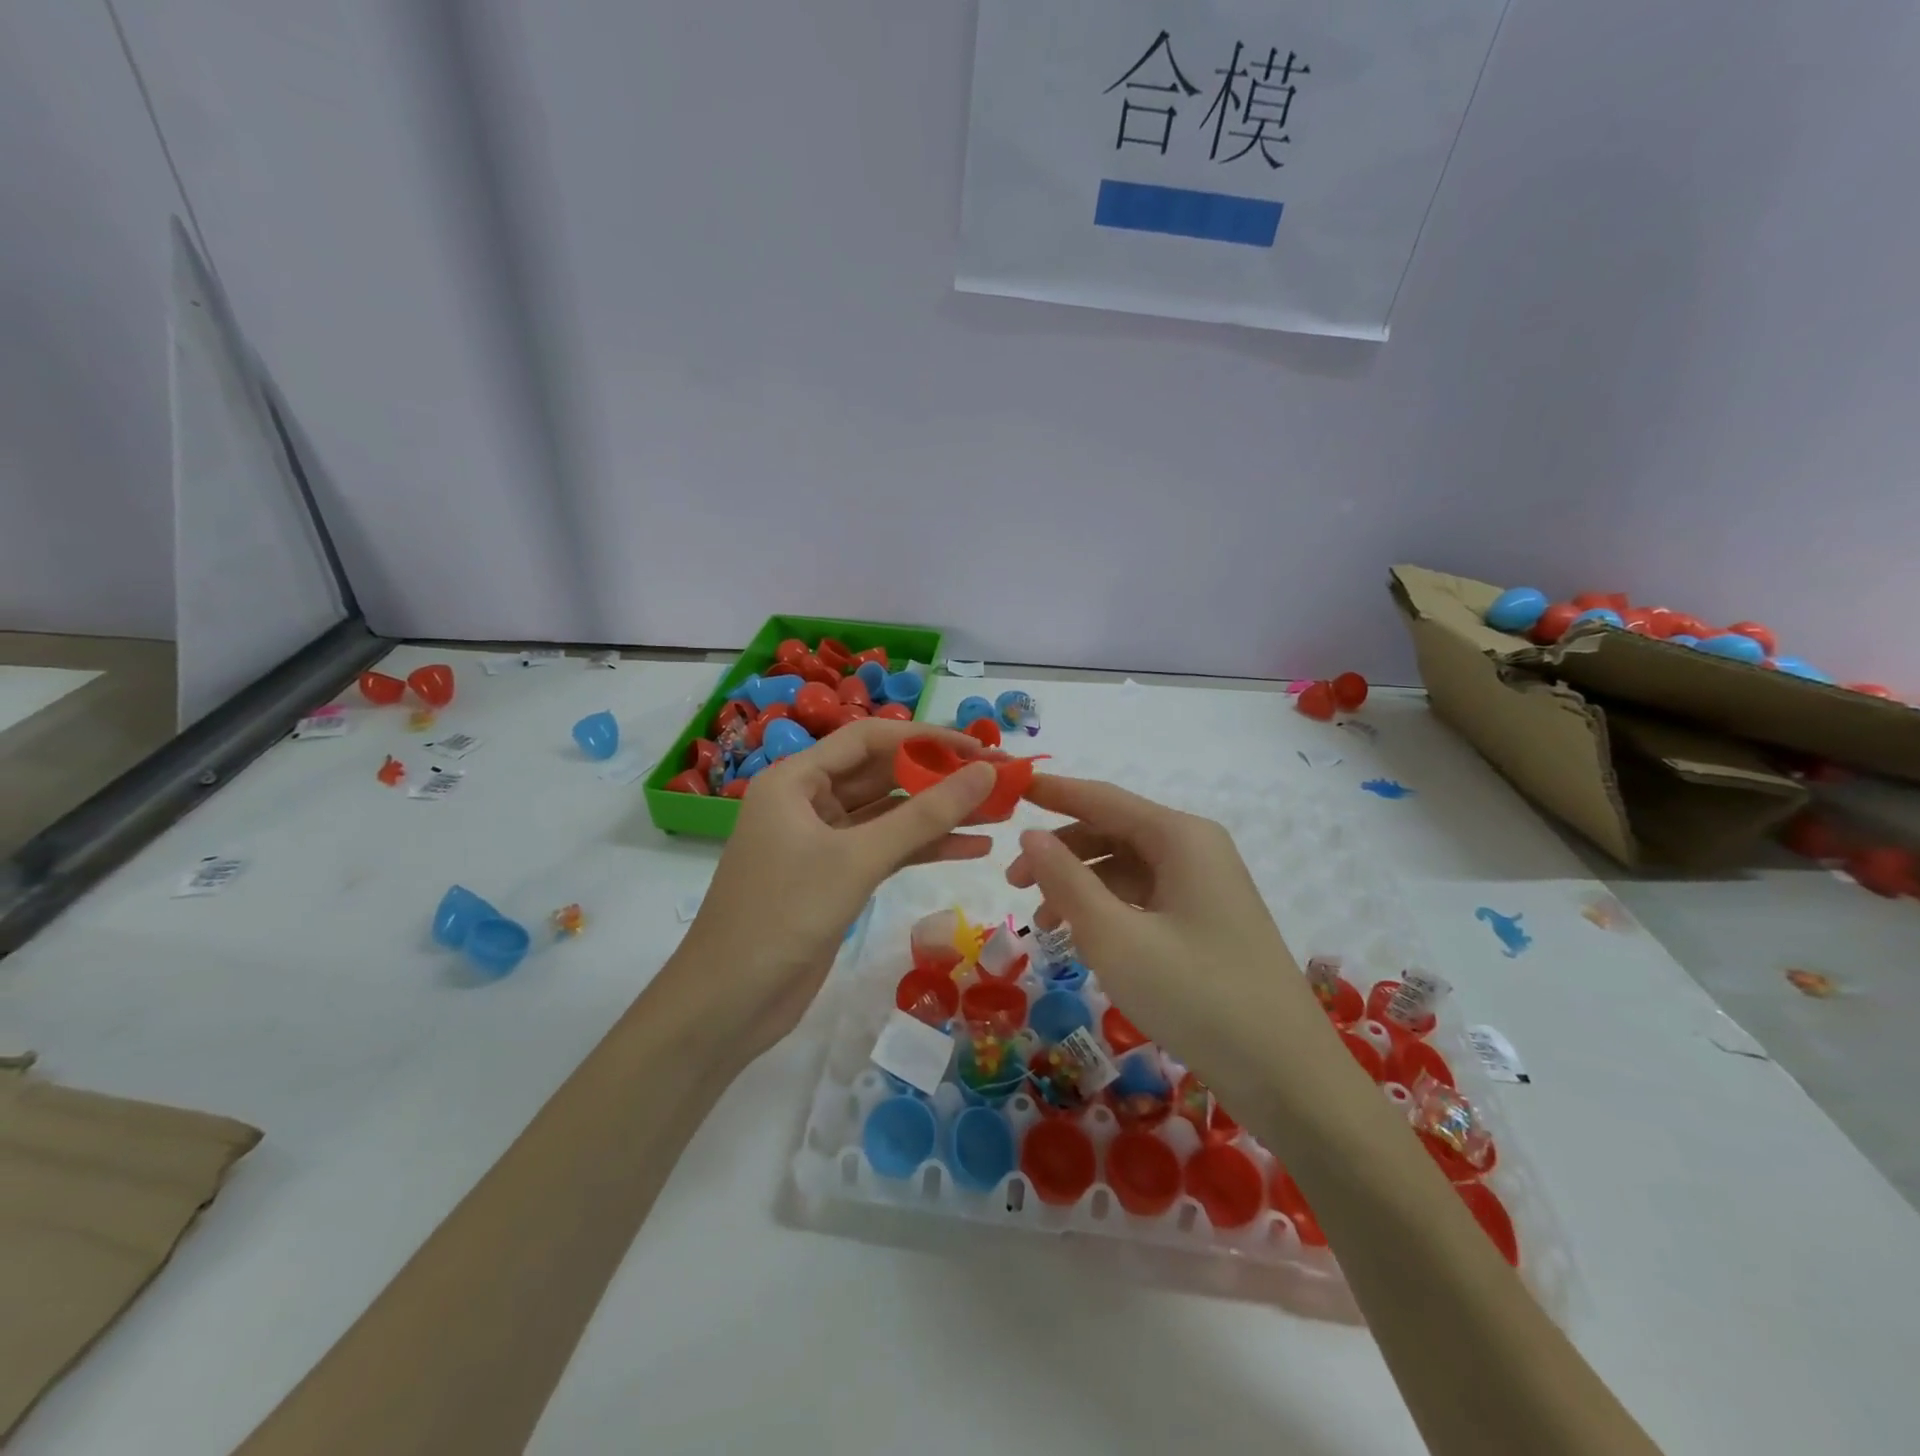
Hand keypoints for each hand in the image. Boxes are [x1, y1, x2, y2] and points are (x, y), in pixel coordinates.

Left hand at [670, 719, 996, 1063]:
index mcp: (796, 779)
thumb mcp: (858, 859)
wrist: (729, 1003)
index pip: (870, 739)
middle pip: (883, 774)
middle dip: (940, 777)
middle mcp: (807, 801)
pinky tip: (973, 848)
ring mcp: (822, 841)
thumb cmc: (784, 915)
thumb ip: (925, 815)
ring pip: (890, 815)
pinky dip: (925, 848)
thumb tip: (986, 772)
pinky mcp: (835, 877)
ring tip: (999, 812)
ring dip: (939, 815)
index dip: (928, 739)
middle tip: (1000, 780)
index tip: (981, 748)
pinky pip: (887, 850)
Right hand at [1006, 774, 1336, 1106]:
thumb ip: (1066, 880)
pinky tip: (1084, 940)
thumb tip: (1030, 834)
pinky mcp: (1206, 922)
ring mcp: (1205, 887)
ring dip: (1081, 886)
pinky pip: (1145, 898)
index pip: (1103, 799)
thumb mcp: (1115, 938)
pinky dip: (1108, 911)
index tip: (1010, 787)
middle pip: (1113, 832)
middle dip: (1061, 852)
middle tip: (1012, 884)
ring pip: (1126, 869)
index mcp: (1180, 837)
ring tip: (1044, 924)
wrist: (1287, 1077)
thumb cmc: (1196, 996)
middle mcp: (1196, 850)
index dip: (1053, 792)